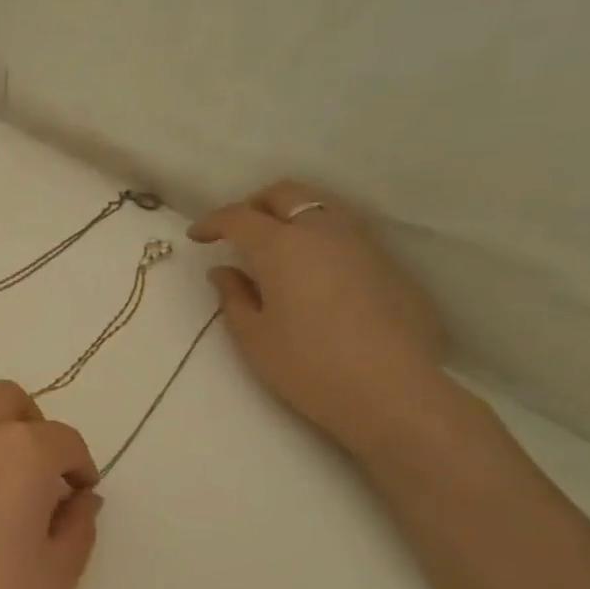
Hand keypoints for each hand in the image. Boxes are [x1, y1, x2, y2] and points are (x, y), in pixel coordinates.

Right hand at [189, 180, 450, 457]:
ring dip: (292, 217)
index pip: (239, 217)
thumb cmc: (308, 366)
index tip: (197, 237)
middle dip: (255, 205)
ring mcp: (363, 245)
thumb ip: (233, 296)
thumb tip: (224, 272)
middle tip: (237, 232)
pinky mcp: (390, 266)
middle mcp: (323, 232)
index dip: (213, 222)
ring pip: (321, 208)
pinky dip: (321, 240)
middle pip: (286, 194)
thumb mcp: (253, 336)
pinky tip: (315, 274)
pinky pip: (347, 235)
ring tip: (277, 248)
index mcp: (281, 246)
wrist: (392, 394)